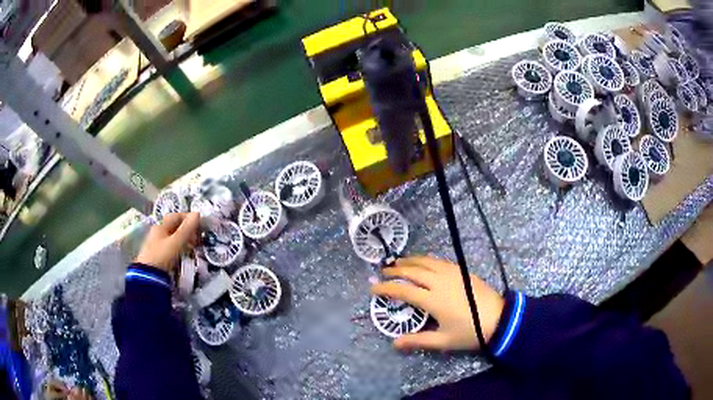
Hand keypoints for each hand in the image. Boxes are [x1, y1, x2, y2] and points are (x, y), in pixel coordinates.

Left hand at [135, 212, 199, 271]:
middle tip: (197, 238)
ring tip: (193, 247)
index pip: (176, 216)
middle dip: (187, 230)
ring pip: (173, 237)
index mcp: (161, 226)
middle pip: (174, 226)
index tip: (199, 225)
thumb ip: (187, 228)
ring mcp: (157, 243)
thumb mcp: (177, 242)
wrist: (149, 276)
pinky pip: (171, 246)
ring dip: (184, 239)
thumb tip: (197, 213)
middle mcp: (158, 231)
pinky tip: (184, 254)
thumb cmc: (163, 255)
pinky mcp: (158, 254)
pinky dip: (179, 247)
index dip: (188, 218)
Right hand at [371, 256, 504, 351]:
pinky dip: (426, 260)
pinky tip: (424, 262)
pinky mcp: (462, 271)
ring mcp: (452, 273)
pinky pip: (439, 261)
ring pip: (426, 262)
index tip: (373, 288)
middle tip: (383, 272)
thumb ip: (418, 341)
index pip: (403, 291)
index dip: (386, 288)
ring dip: (410, 261)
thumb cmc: (470, 332)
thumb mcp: (443, 340)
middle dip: (395, 271)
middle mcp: (439, 282)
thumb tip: (395, 343)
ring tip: (399, 262)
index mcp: (433, 299)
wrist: (499, 318)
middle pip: (412, 272)